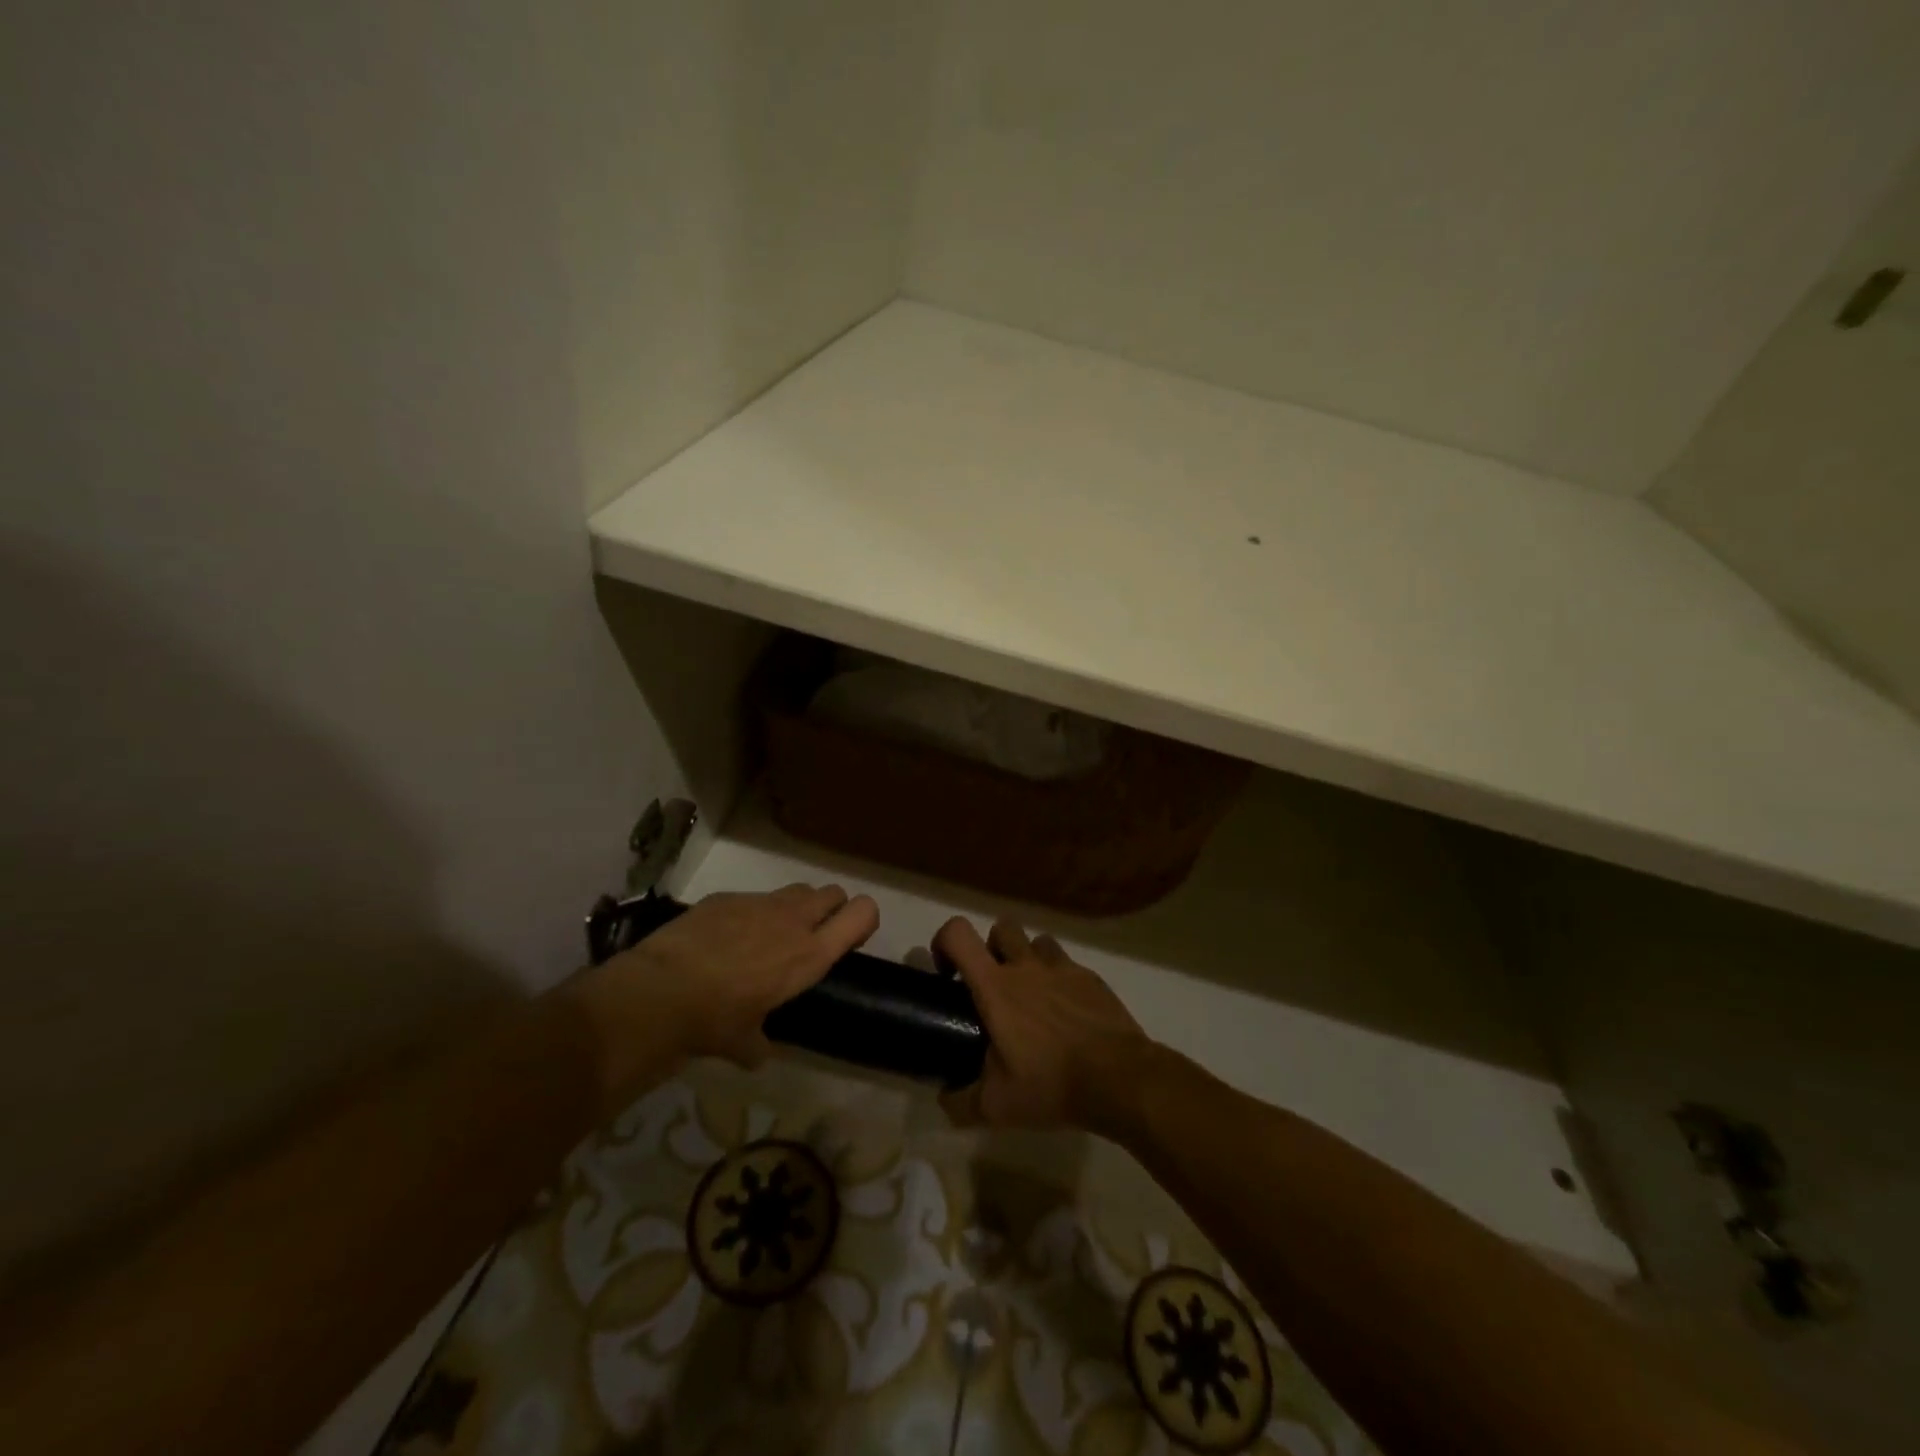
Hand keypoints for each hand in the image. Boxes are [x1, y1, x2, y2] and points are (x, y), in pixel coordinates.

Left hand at [567, 884, 878, 1106]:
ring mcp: (760, 903)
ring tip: (770, 935)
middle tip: (811, 935)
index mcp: (811, 955)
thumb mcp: (744, 1042)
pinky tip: (725, 938)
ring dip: (795, 907)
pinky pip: (753, 898)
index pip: (862, 913)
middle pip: (833, 892)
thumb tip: (758, 1052)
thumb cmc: (714, 1021)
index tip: (850, 937)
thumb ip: (759, 1043)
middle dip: (831, 908)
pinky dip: (750, 913)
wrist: (660, 990)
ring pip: (797, 889)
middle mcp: (794, 920)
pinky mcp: (727, 896)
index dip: (863, 920)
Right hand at [933, 917, 1152, 1134]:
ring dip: (1028, 959)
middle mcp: (1026, 966)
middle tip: (994, 985)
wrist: (1119, 1079)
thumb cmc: (1051, 1084)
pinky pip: (1068, 964)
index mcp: (996, 986)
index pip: (958, 934)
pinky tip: (1066, 1012)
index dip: (944, 942)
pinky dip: (1060, 979)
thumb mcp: (996, 1106)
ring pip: (1037, 942)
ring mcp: (1063, 968)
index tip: (948, 974)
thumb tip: (944, 1099)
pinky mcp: (1091, 978)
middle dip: (992, 948)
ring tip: (1032, 995)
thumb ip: (961, 1102)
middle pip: (1001, 927)